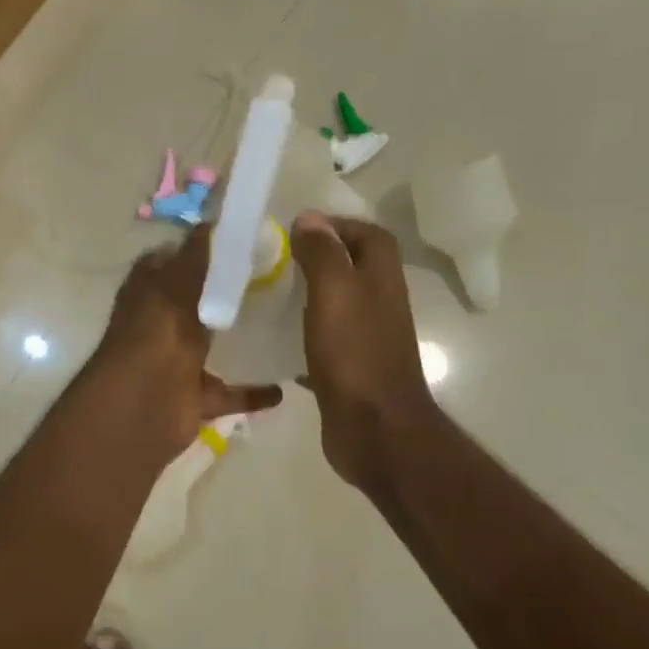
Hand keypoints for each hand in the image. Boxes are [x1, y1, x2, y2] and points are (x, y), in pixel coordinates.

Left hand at [93, 225, 282, 462]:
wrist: (144, 404)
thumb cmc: (159, 331)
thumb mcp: (179, 281)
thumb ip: (198, 254)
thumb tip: (212, 221)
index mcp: (148, 292)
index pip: (171, 261)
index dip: (199, 250)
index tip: (239, 243)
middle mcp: (159, 325)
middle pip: (194, 304)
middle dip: (224, 295)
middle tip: (274, 280)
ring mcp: (175, 363)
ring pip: (210, 348)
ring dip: (238, 342)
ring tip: (283, 327)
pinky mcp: (193, 398)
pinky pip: (228, 393)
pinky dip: (252, 392)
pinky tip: (284, 386)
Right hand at [290, 212, 442, 493]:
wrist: (373, 429)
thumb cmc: (355, 354)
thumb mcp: (335, 293)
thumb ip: (323, 253)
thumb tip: (310, 219)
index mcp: (381, 279)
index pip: (368, 234)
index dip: (338, 224)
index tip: (297, 228)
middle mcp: (378, 304)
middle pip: (352, 268)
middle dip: (317, 258)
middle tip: (275, 259)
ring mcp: (365, 339)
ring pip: (335, 305)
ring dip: (307, 296)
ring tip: (267, 293)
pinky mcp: (348, 370)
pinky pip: (323, 342)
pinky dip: (301, 335)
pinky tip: (272, 339)